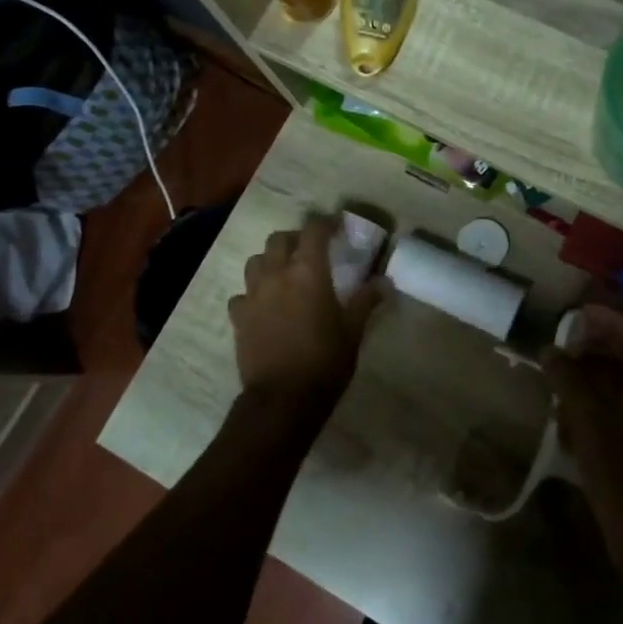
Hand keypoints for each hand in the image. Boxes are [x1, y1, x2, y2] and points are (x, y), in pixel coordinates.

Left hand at [228, 215, 385, 431]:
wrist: (282, 399)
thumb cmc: (325, 361)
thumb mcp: (353, 331)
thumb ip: (366, 301)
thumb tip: (384, 282)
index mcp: (308, 271)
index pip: (314, 230)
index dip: (326, 224)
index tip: (337, 228)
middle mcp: (277, 274)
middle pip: (279, 239)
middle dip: (295, 239)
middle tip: (310, 251)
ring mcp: (253, 295)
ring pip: (255, 261)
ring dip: (270, 261)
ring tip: (284, 275)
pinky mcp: (238, 318)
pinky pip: (242, 294)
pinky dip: (253, 294)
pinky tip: (263, 306)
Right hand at [541, 305, 622, 564]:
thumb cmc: (622, 469)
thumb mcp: (588, 417)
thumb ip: (567, 377)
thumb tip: (549, 350)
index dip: (609, 320)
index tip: (580, 312)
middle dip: (602, 344)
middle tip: (570, 337)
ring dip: (599, 371)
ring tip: (565, 369)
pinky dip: (601, 398)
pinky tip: (572, 408)